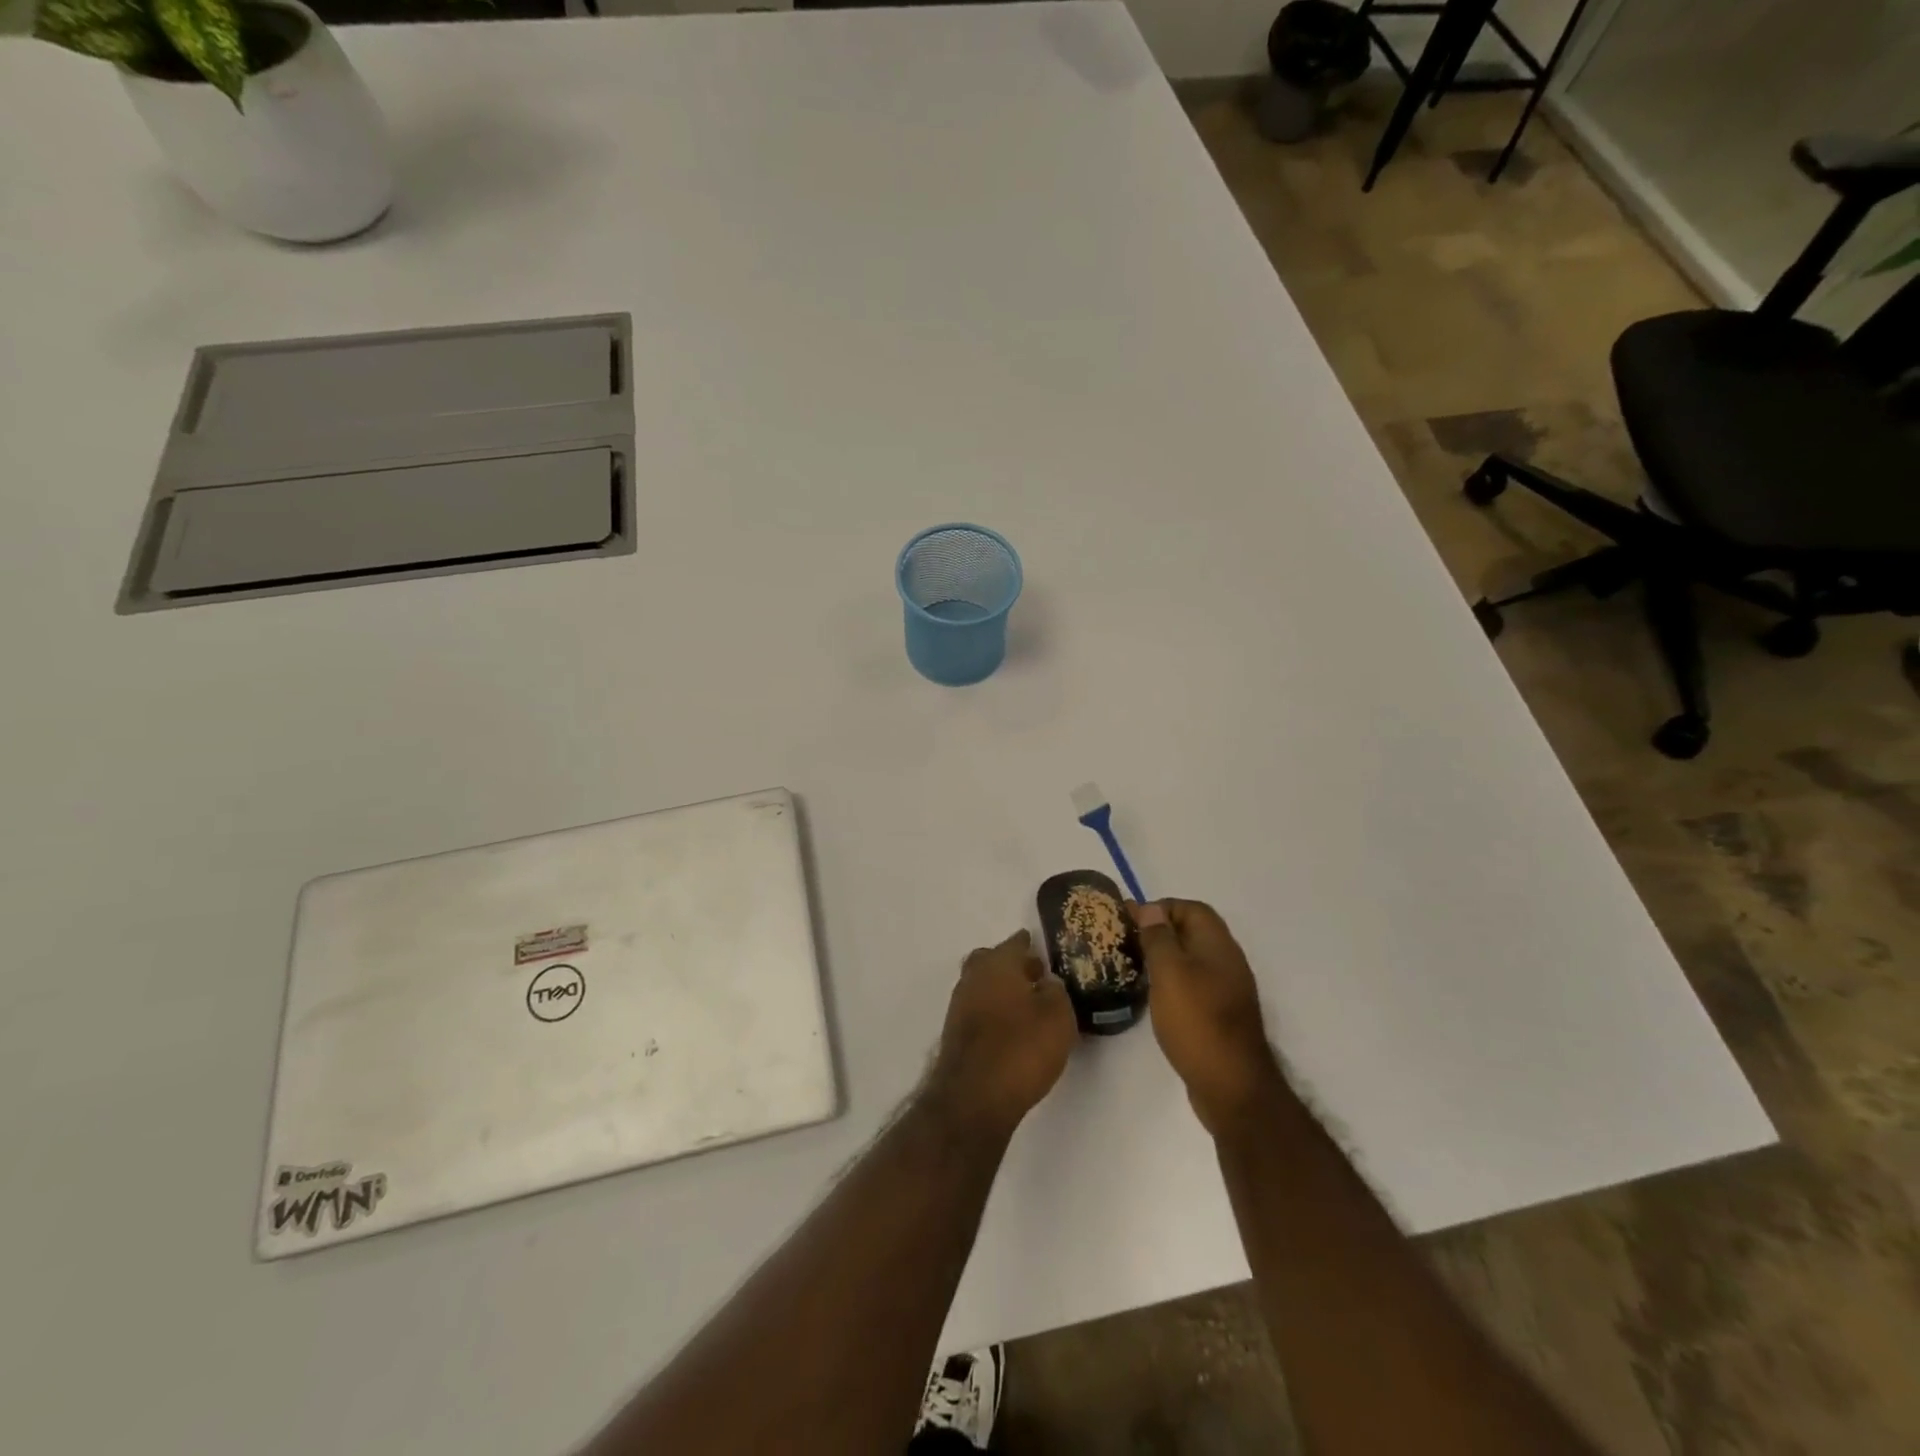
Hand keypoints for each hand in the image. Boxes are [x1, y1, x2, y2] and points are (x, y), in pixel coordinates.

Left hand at [927, 930, 1077, 1137]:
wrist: (974, 1098)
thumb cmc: (1021, 1048)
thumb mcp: (1058, 1017)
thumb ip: (1056, 992)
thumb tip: (1046, 984)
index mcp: (997, 964)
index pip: (1015, 943)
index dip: (1028, 944)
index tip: (1039, 947)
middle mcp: (973, 978)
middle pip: (990, 961)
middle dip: (1010, 965)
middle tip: (1033, 976)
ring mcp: (959, 1006)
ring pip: (982, 986)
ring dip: (1000, 990)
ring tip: (1027, 1006)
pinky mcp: (955, 1035)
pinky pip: (978, 1011)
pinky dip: (993, 1012)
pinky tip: (1010, 1029)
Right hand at [1131, 900, 1282, 1135]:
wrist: (1232, 1086)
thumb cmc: (1197, 1021)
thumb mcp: (1170, 973)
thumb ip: (1159, 937)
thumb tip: (1150, 908)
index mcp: (1218, 945)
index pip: (1191, 909)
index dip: (1161, 908)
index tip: (1131, 920)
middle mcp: (1226, 962)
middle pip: (1192, 932)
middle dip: (1160, 931)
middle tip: (1127, 942)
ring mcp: (1226, 990)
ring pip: (1192, 959)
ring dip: (1165, 957)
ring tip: (1134, 966)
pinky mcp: (1219, 1015)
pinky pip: (1194, 984)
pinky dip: (1173, 982)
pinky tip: (1153, 996)